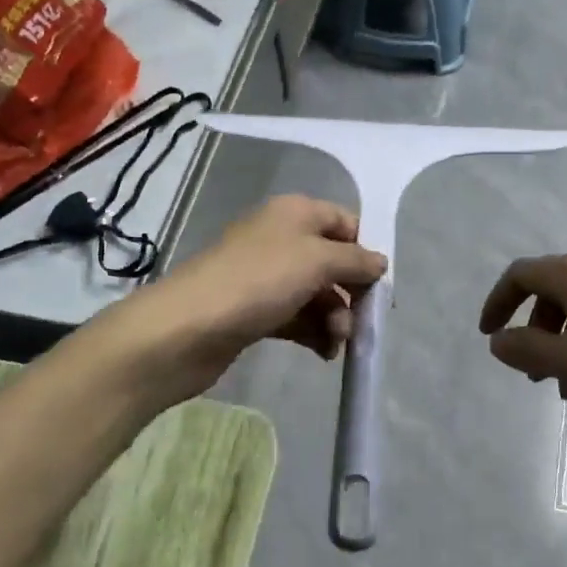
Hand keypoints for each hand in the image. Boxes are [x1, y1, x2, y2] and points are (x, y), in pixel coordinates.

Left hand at [108, 196, 387, 404]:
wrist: (186, 329)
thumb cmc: (258, 282)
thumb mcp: (317, 260)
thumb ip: (355, 260)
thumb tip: (380, 262)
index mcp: (295, 213)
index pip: (344, 222)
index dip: (364, 250)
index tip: (378, 284)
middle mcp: (281, 238)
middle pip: (332, 261)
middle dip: (351, 292)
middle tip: (361, 322)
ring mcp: (265, 276)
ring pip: (316, 293)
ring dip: (335, 317)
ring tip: (336, 343)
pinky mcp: (254, 311)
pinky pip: (296, 316)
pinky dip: (314, 332)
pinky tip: (324, 353)